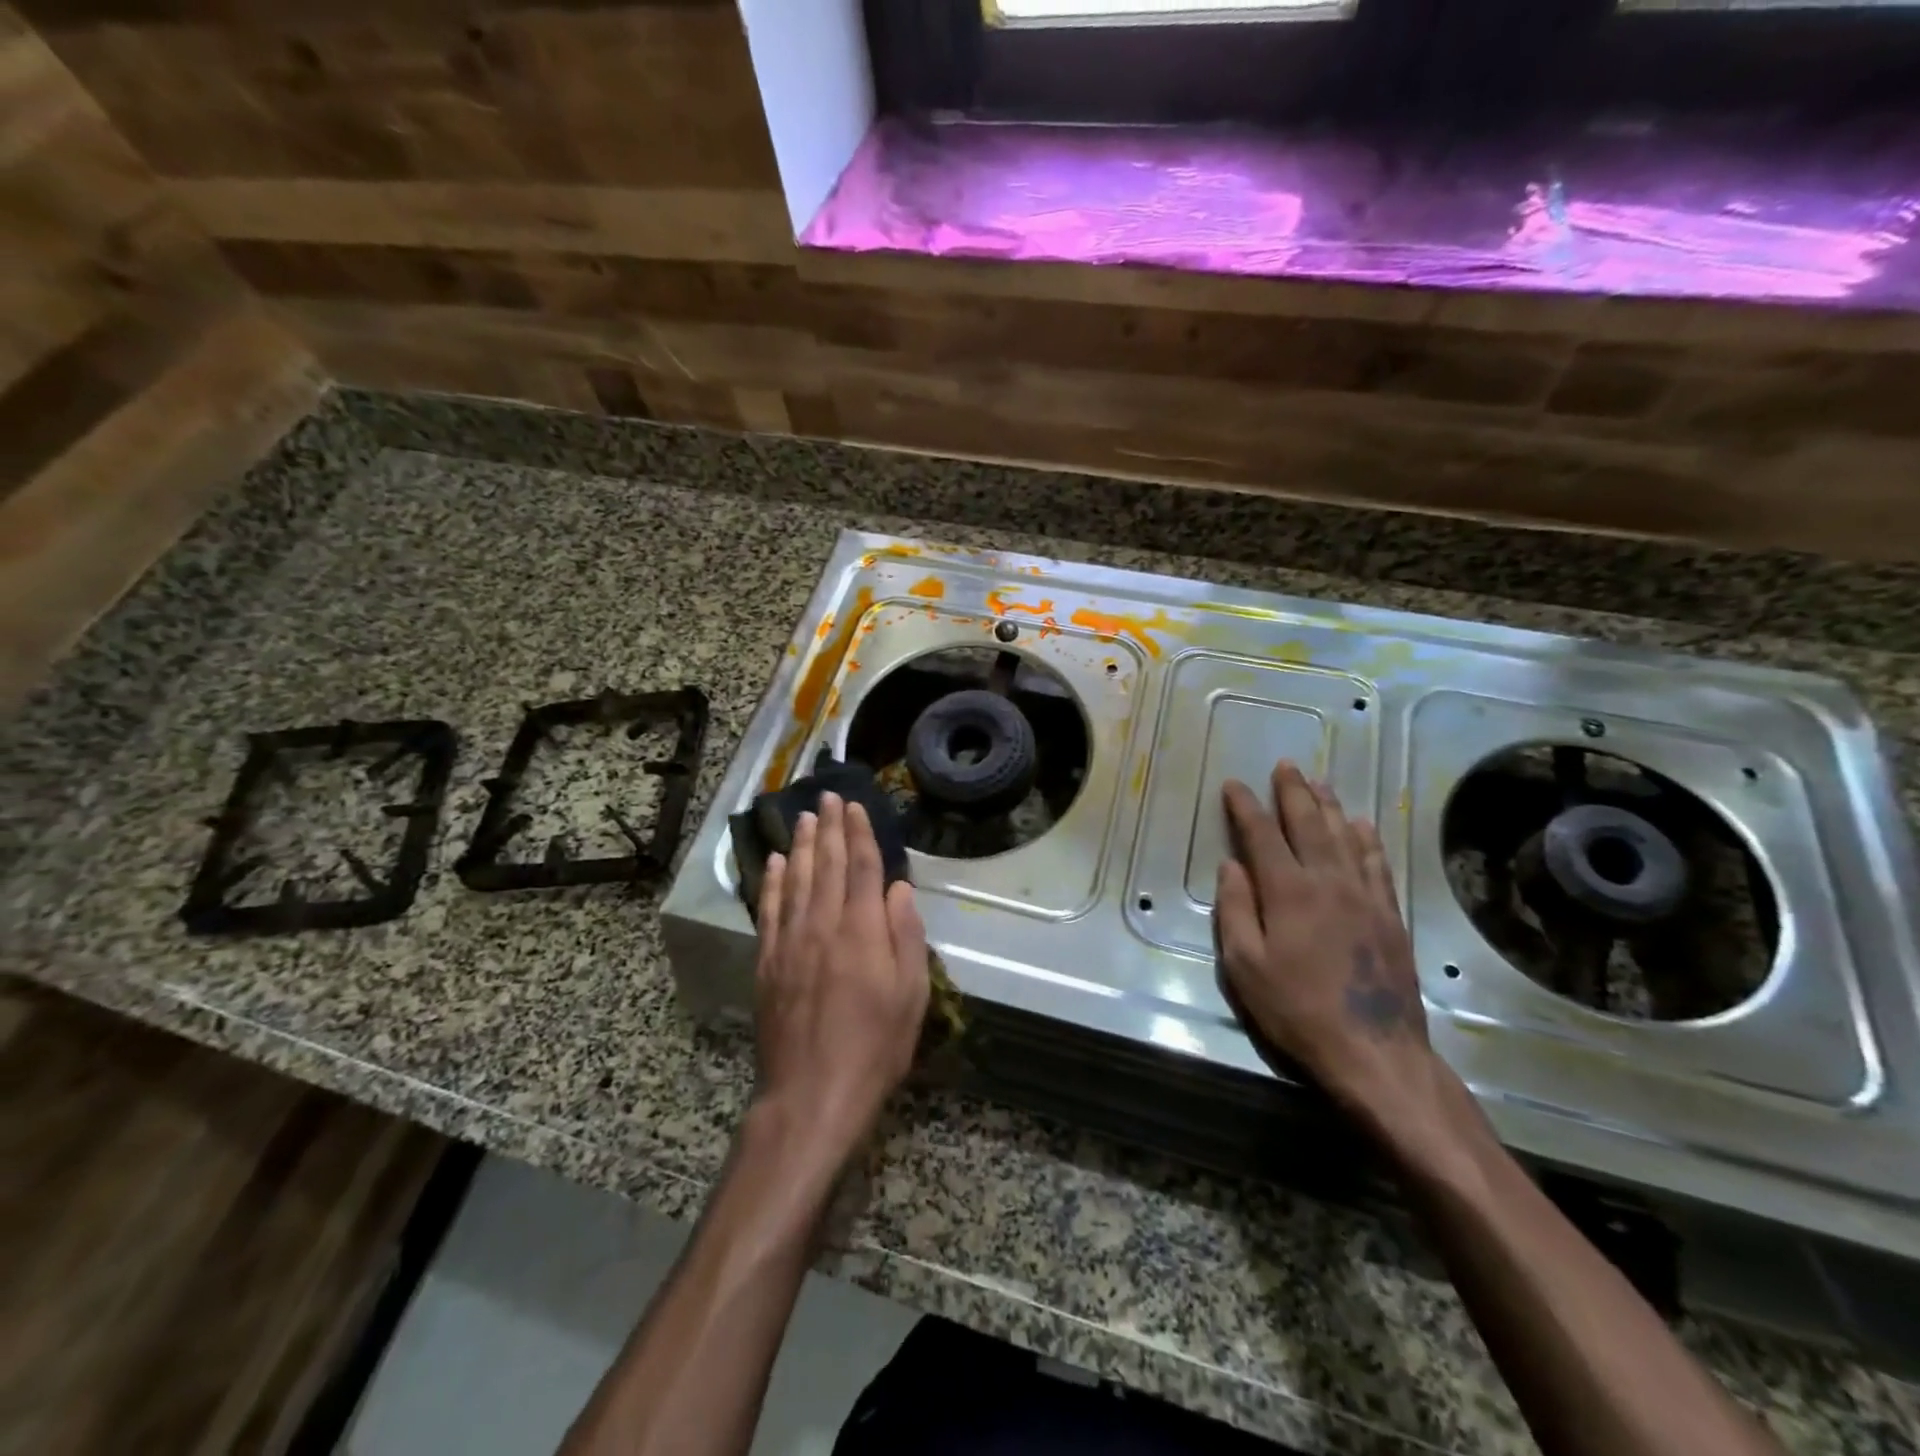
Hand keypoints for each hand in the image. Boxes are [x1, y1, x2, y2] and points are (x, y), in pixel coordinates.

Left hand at [753, 792, 929, 1166]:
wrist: (812, 1093)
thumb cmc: (875, 1046)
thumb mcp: (911, 995)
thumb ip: (905, 936)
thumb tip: (898, 888)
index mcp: (862, 931)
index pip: (861, 868)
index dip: (859, 833)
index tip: (855, 806)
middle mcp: (823, 925)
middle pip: (826, 864)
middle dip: (828, 827)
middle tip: (826, 796)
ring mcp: (790, 942)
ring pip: (795, 879)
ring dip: (800, 845)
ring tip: (803, 817)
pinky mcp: (768, 962)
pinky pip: (769, 910)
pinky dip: (771, 882)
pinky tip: (773, 863)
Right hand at [1215, 761, 1442, 1134]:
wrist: (1375, 1051)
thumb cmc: (1297, 1010)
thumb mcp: (1245, 966)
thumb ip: (1235, 911)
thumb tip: (1232, 866)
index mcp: (1288, 892)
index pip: (1262, 835)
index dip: (1246, 807)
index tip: (1234, 785)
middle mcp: (1328, 882)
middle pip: (1309, 825)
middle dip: (1293, 792)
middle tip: (1286, 765)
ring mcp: (1365, 896)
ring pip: (1346, 837)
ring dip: (1329, 806)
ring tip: (1319, 782)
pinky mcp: (1390, 915)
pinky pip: (1377, 863)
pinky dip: (1368, 839)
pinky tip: (1362, 825)